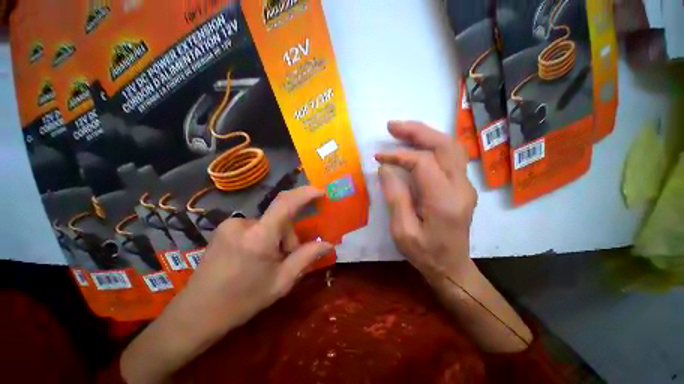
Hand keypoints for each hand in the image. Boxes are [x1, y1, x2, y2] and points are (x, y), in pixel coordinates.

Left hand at [176, 186, 332, 335]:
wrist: (196, 314)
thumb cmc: (242, 301)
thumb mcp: (281, 282)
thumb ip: (306, 258)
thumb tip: (328, 244)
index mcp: (258, 237)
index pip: (285, 203)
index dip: (305, 193)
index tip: (320, 192)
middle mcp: (243, 223)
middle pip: (280, 219)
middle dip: (289, 237)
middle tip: (286, 260)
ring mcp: (230, 225)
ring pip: (268, 224)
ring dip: (276, 239)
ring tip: (268, 263)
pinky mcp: (224, 229)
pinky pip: (255, 227)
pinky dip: (263, 238)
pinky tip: (254, 258)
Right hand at [375, 121, 477, 282]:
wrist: (452, 267)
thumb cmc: (425, 253)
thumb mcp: (402, 231)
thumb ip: (395, 197)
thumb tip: (386, 168)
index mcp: (444, 201)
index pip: (423, 163)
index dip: (399, 156)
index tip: (379, 157)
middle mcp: (462, 188)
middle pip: (445, 145)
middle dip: (417, 131)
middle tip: (393, 126)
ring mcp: (466, 186)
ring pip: (451, 147)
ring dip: (426, 134)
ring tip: (403, 130)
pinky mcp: (463, 186)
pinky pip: (450, 156)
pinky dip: (433, 144)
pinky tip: (418, 143)